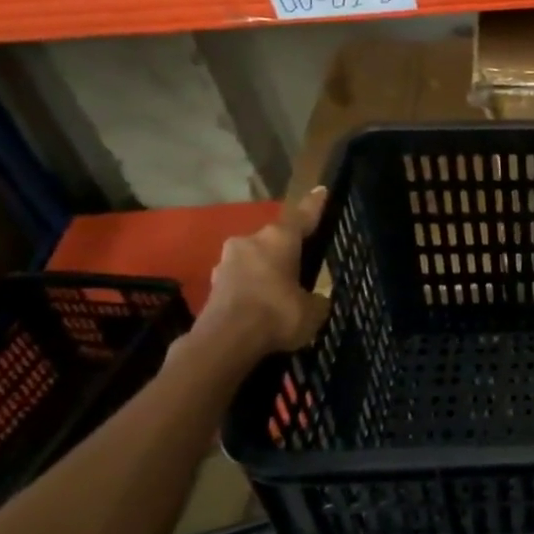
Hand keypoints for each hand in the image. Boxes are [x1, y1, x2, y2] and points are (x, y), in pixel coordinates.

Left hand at [194, 187, 330, 359]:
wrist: (225, 342)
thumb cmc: (278, 315)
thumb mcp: (313, 310)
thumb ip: (316, 299)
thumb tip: (313, 300)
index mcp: (280, 238)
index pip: (303, 216)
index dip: (314, 205)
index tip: (321, 191)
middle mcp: (251, 241)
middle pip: (274, 239)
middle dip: (286, 249)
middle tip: (300, 263)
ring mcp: (227, 262)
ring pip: (254, 259)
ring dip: (265, 270)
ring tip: (279, 290)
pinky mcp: (213, 285)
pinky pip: (240, 280)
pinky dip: (251, 289)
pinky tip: (259, 307)